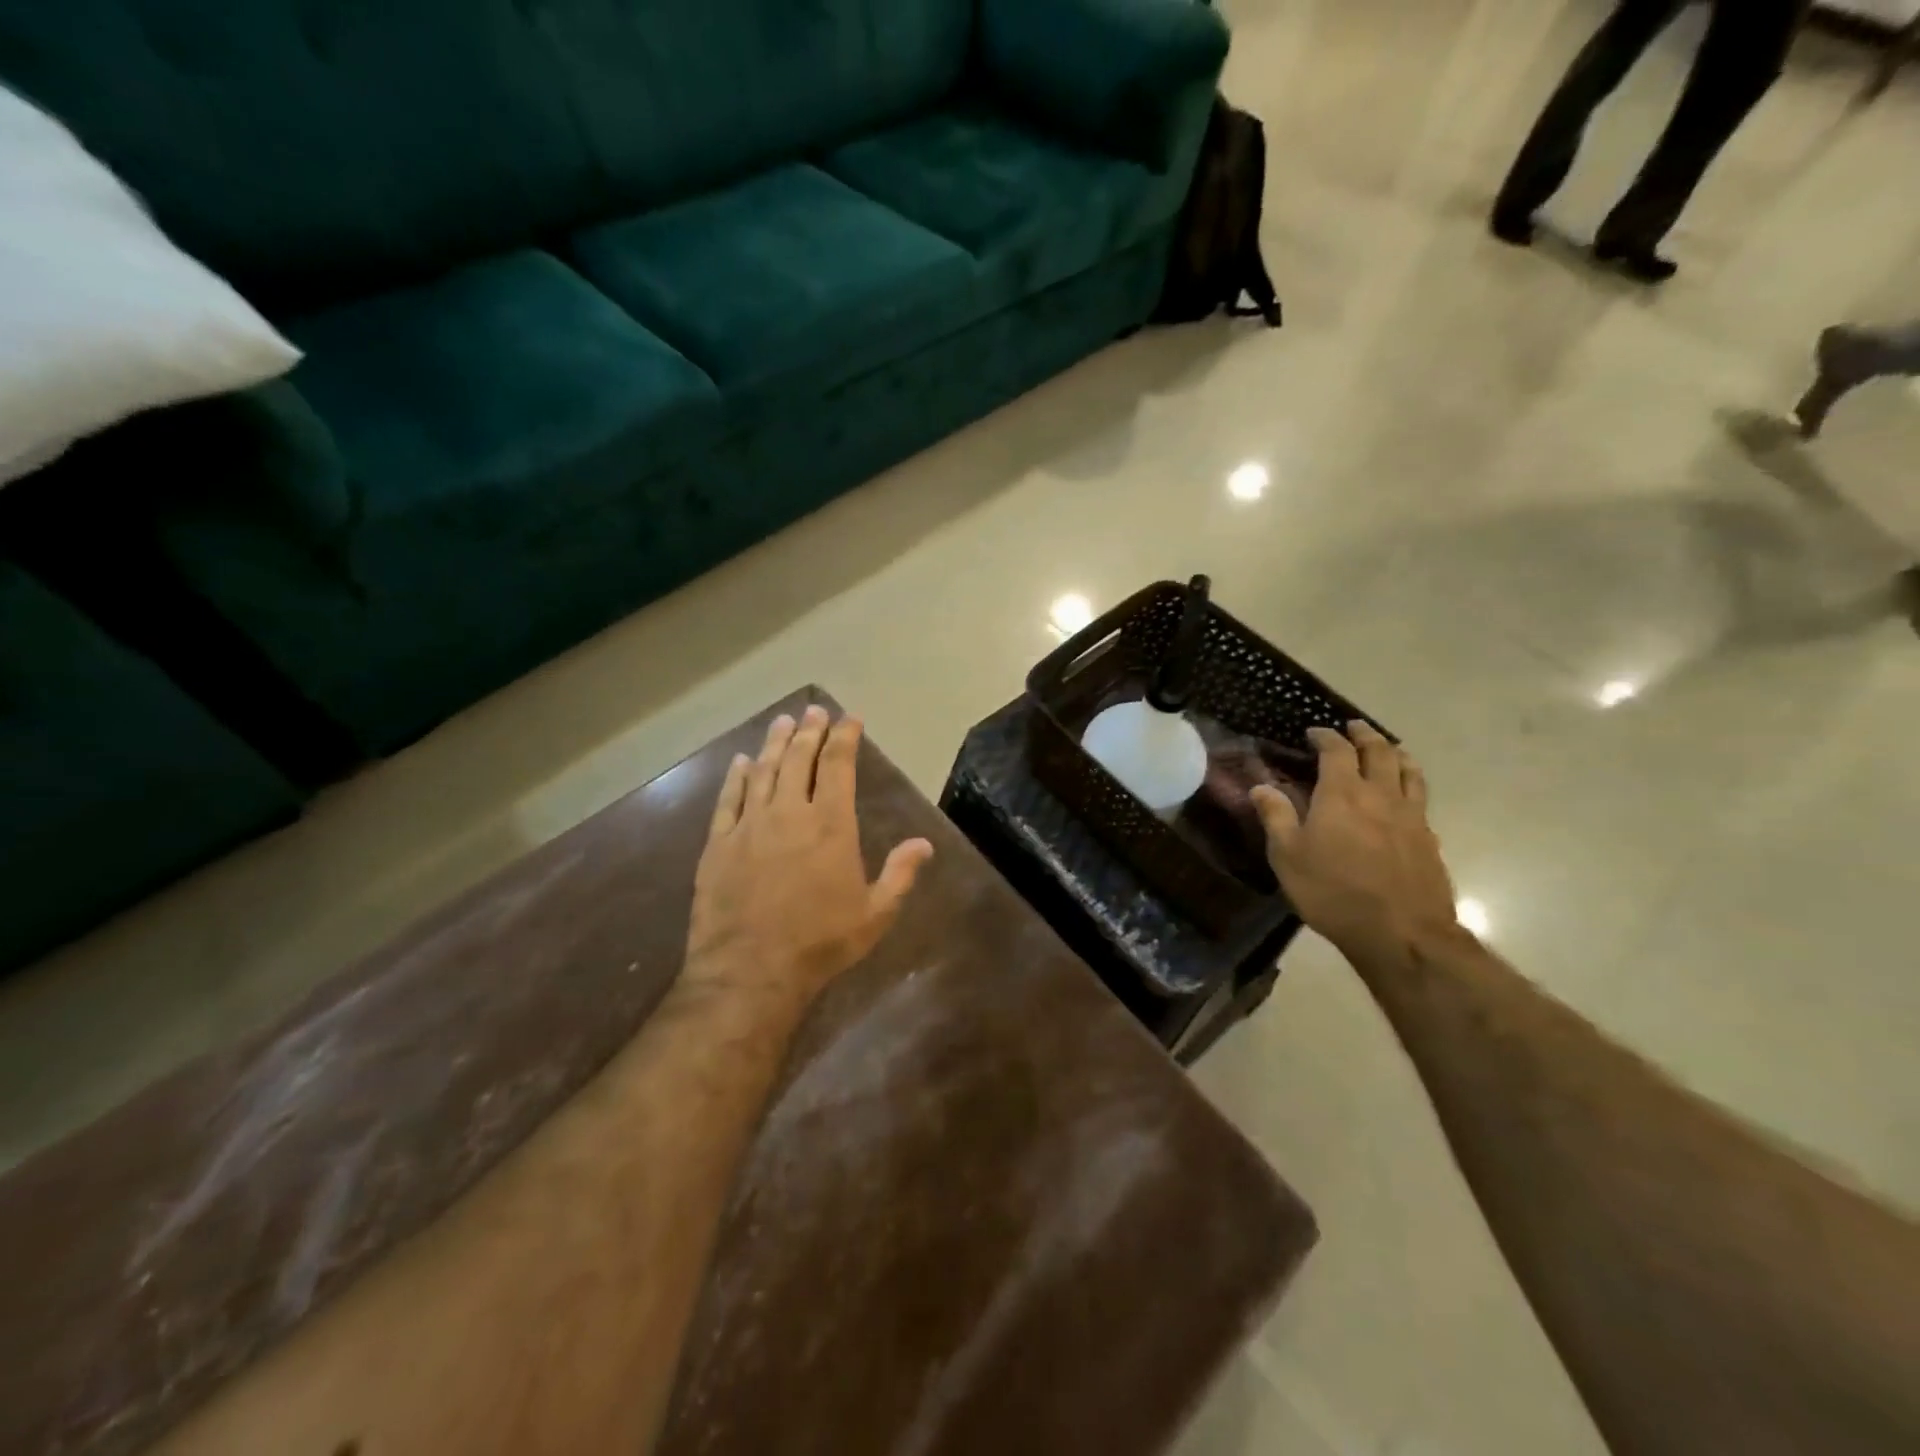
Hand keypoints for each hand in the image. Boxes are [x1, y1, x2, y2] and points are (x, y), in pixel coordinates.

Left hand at [684, 706, 933, 1009]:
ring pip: (763, 771)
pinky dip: (736, 777)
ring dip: (774, 743)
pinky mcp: (719, 844)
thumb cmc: (820, 943)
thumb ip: (900, 874)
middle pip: (798, 759)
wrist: (750, 971)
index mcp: (831, 824)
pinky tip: (740, 762)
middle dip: (809, 731)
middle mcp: (790, 813)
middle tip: (814, 710)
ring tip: (783, 721)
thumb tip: (924, 843)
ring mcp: (750, 825)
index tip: (849, 719)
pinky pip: (728, 799)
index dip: (844, 737)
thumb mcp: (874, 914)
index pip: (838, 765)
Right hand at [1252, 722, 1459, 958]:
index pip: (1337, 750)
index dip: (1325, 736)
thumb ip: (1276, 816)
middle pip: (1379, 751)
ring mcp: (1411, 816)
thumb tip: (1261, 787)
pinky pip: (1420, 799)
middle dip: (1365, 735)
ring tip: (1389, 749)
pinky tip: (1405, 797)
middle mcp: (1381, 795)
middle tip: (1354, 728)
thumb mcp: (1288, 856)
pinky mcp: (1429, 839)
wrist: (1401, 933)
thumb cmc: (1333, 891)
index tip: (1314, 733)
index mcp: (1342, 793)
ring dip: (1396, 753)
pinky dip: (1410, 785)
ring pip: (1409, 771)